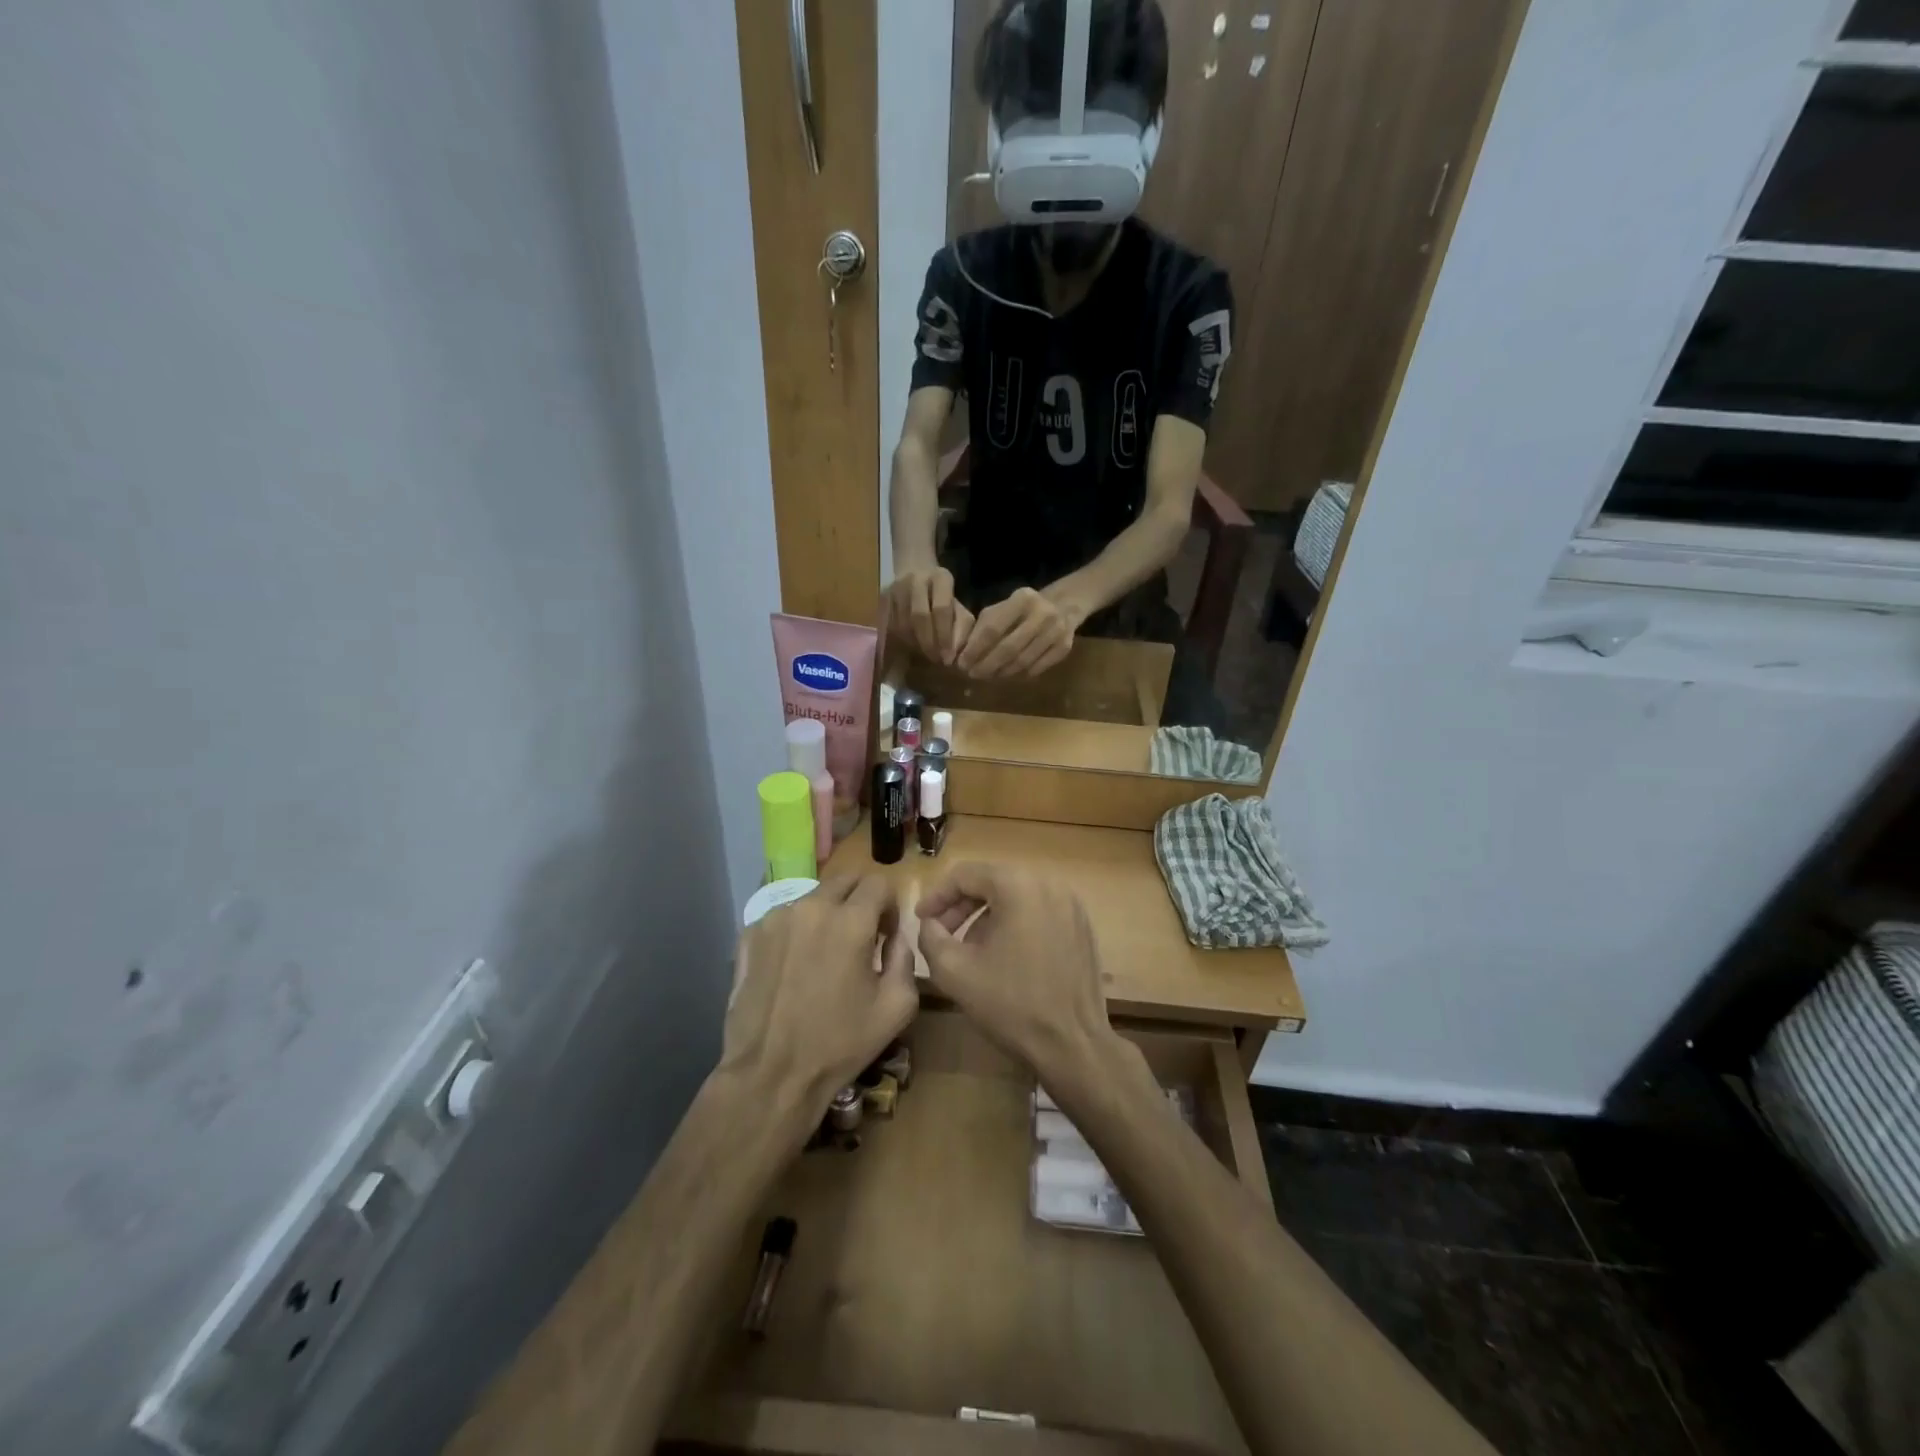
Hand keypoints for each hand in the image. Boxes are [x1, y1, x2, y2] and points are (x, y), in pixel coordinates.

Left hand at [721, 875, 918, 1132]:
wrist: (771, 1074)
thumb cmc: (840, 1044)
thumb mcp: (896, 1007)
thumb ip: (905, 958)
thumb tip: (896, 936)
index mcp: (851, 921)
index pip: (879, 883)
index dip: (889, 905)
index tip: (885, 934)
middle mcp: (811, 907)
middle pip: (845, 879)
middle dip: (860, 899)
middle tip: (859, 936)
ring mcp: (776, 918)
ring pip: (813, 897)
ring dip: (826, 915)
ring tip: (822, 956)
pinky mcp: (749, 935)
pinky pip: (784, 918)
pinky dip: (796, 931)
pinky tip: (794, 967)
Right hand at [884, 566, 971, 665]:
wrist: (916, 572)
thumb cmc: (944, 598)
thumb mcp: (959, 609)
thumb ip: (961, 629)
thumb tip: (954, 652)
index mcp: (940, 577)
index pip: (942, 608)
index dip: (945, 635)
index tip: (948, 657)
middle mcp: (916, 579)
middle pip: (919, 616)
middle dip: (929, 642)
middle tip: (936, 660)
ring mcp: (896, 588)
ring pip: (903, 623)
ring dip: (915, 644)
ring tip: (925, 655)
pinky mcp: (883, 599)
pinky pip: (891, 626)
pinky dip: (902, 641)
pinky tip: (912, 648)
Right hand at [915, 862, 1111, 1074]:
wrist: (1072, 1044)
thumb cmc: (1010, 1004)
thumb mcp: (954, 971)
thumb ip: (931, 936)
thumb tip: (930, 923)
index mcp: (1018, 885)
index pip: (965, 874)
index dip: (937, 896)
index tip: (921, 920)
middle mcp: (1048, 883)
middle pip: (993, 881)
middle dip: (961, 906)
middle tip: (941, 933)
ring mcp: (1070, 903)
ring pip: (1016, 896)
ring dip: (987, 916)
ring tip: (970, 948)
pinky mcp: (1081, 925)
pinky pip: (1038, 911)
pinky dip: (1015, 923)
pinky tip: (1004, 956)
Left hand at [955, 587, 1074, 678]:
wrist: (1063, 606)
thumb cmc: (1022, 609)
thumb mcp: (1003, 608)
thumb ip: (984, 626)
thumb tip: (962, 653)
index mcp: (1022, 599)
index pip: (993, 629)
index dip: (975, 649)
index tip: (962, 663)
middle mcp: (1042, 614)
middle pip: (1008, 649)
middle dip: (986, 665)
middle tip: (972, 674)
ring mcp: (1056, 632)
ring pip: (1022, 662)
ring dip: (1001, 672)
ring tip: (988, 676)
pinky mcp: (1064, 647)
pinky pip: (1036, 669)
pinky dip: (1019, 675)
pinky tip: (1007, 675)